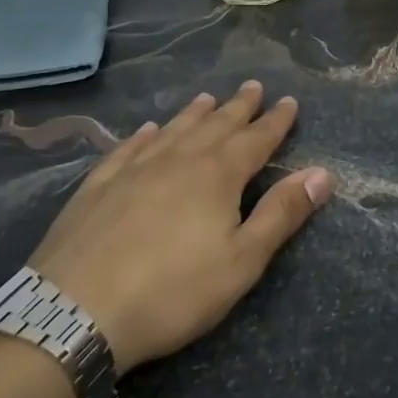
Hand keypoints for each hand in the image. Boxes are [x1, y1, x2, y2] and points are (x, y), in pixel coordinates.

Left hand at [29, 81, 329, 375]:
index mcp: (218, 175)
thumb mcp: (242, 261)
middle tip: (253, 86)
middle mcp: (179, 159)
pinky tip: (147, 130)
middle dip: (238, 107)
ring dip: (194, 113)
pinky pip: (128, 148)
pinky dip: (144, 135)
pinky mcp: (98, 185)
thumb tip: (322, 172)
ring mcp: (134, 168)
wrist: (75, 310)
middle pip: (216, 125)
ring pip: (173, 130)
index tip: (289, 101)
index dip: (275, 121)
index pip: (256, 139)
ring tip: (207, 97)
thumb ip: (282, 214)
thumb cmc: (172, 291)